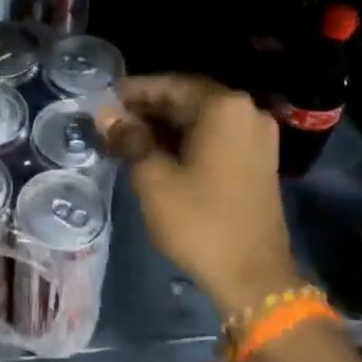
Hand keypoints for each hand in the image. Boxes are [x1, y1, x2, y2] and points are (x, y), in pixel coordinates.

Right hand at [96, 75, 302, 320]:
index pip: (169, 85)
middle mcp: (246, 112)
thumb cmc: (199, 220)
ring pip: (201, 119)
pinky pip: (216, 136)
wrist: (253, 277)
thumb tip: (106, 114)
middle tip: (111, 121)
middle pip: (188, 99)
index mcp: (223, 107)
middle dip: (148, 109)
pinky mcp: (258, 160)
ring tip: (127, 138)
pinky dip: (186, 140)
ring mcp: (257, 137)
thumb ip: (129, 138)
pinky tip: (157, 153)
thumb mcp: (153, 178)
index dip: (133, 92)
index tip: (103, 100)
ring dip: (165, 126)